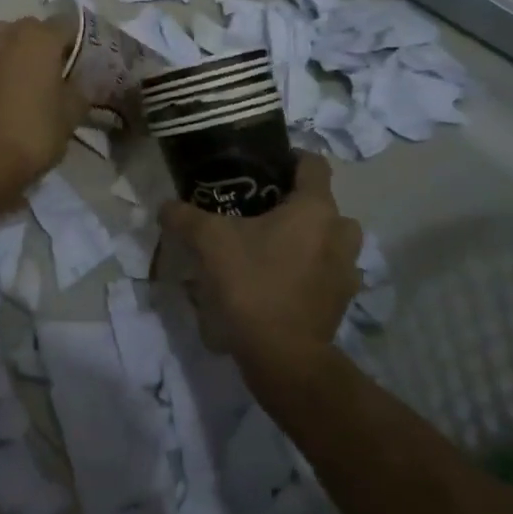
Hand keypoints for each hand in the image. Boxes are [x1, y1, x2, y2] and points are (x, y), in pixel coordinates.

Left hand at [0, 18, 90, 212]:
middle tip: (59, 71)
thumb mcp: (72, 113)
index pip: (68, 24)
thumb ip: (82, 88)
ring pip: (5, 37)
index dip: (79, 41)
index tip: (85, 62)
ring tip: (28, 76)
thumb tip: (82, 80)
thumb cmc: (35, 134)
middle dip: (47, 43)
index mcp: (40, 38)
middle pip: (34, 28)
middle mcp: (9, 35)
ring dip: (17, 49)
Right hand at [158, 153, 362, 366]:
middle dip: (298, 202)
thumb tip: (165, 205)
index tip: (261, 166)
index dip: (289, 158)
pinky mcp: (342, 300)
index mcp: (314, 208)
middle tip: (261, 209)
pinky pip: (329, 271)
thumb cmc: (251, 284)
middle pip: (324, 203)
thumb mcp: (208, 242)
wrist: (283, 356)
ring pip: (331, 239)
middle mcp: (339, 233)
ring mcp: (347, 270)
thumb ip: (184, 216)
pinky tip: (281, 278)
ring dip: (310, 237)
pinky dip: (311, 269)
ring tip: (272, 245)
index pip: (313, 163)